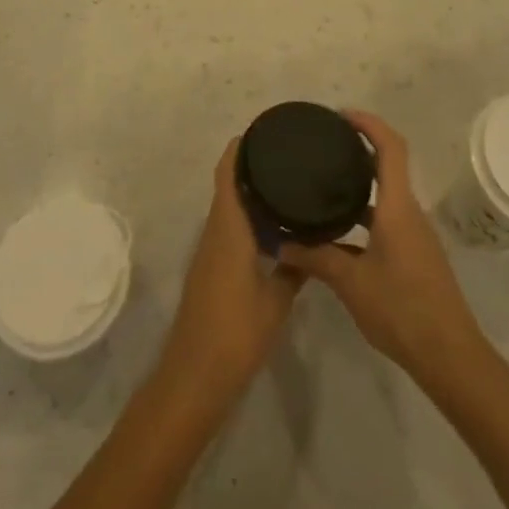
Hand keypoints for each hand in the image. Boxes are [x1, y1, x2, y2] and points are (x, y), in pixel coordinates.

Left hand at [157, 139, 303, 402]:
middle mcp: (214, 233)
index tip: (261, 132)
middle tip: (286, 158)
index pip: (227, 175)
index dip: (238, 149)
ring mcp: (209, 253)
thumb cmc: (236, 333)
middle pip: (227, 187)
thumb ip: (295, 269)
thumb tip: (312, 245)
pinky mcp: (210, 271)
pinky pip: (228, 230)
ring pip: (228, 211)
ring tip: (286, 187)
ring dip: (249, 196)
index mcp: (228, 230)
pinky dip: (246, 220)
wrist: (195, 376)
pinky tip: (273, 230)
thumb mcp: (276, 301)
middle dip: (250, 169)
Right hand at [279, 112, 486, 387]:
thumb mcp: (351, 282)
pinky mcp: (414, 255)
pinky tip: (338, 233)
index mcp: (398, 207)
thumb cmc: (402, 309)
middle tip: (324, 147)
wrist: (449, 356)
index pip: (391, 147)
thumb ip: (316, 258)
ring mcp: (414, 235)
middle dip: (359, 150)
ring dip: (360, 185)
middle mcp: (409, 212)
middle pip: (388, 166)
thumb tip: (282, 244)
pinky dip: (364, 215)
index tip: (340, 116)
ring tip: (325, 185)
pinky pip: (387, 219)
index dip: (369, 124)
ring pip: (386, 196)